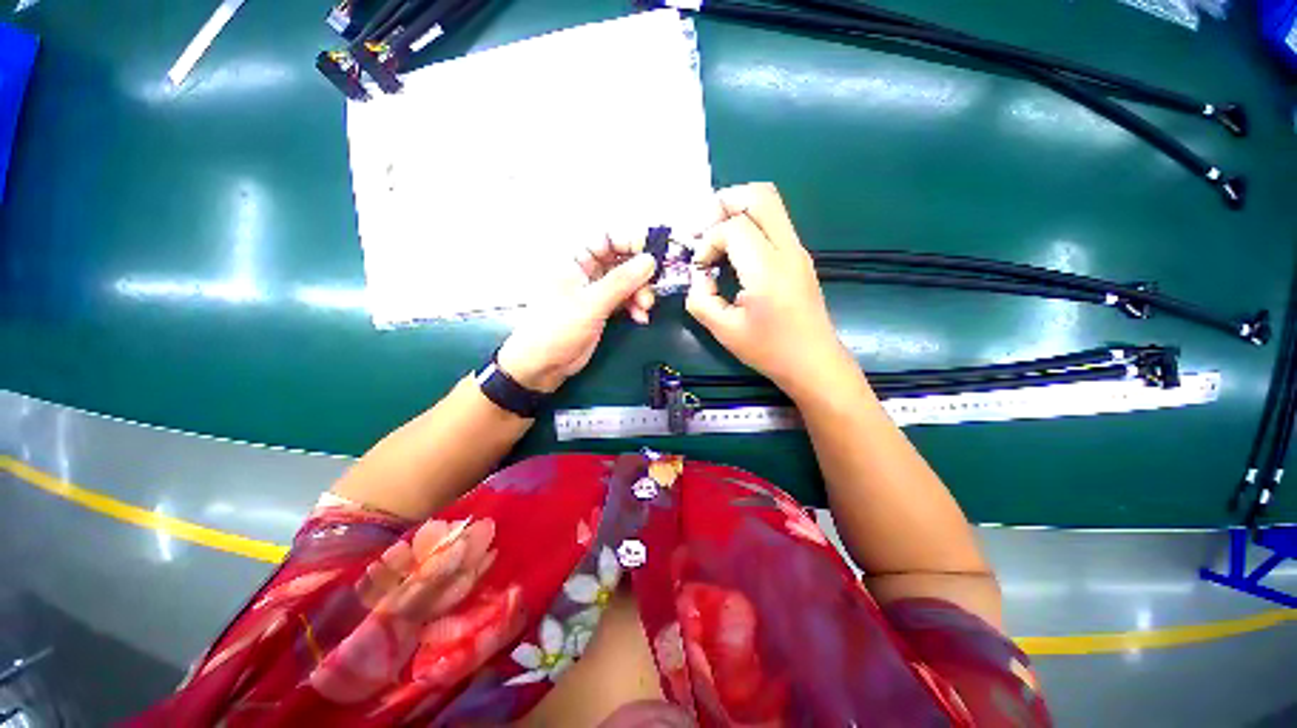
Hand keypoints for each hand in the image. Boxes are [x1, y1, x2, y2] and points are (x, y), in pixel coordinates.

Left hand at [497, 234, 657, 392]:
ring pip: (626, 282)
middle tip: (650, 287)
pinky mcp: (602, 309)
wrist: (541, 366)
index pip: (607, 237)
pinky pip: (625, 300)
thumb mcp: (590, 304)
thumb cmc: (555, 329)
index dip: (630, 241)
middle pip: (621, 260)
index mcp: (574, 260)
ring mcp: (594, 291)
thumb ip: (621, 282)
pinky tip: (640, 317)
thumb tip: (649, 261)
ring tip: (644, 308)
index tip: (651, 254)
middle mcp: (586, 271)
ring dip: (640, 293)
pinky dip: (635, 307)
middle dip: (639, 274)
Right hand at [685, 183, 856, 400]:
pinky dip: (749, 225)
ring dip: (737, 211)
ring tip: (716, 238)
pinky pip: (774, 223)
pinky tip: (734, 252)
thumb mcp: (724, 331)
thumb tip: (698, 276)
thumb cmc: (769, 351)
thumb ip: (700, 299)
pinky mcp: (800, 257)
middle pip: (760, 195)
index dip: (708, 242)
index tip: (700, 269)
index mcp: (768, 270)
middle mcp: (788, 250)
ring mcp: (798, 250)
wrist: (814, 364)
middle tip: (704, 230)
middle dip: (724, 203)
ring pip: (770, 203)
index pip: (733, 228)